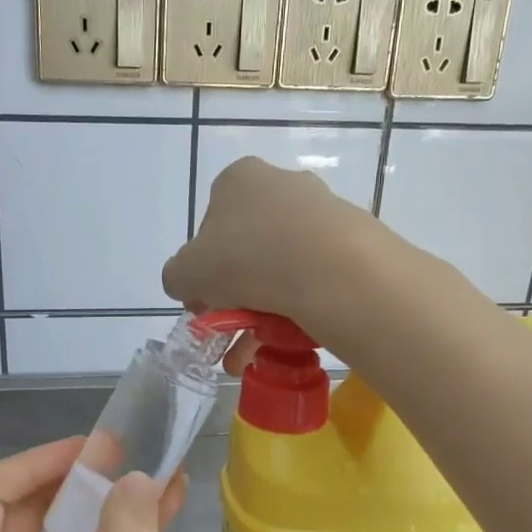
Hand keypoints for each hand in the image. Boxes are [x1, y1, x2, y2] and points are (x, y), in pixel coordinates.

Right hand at [161, 156, 379, 346]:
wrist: (333, 269)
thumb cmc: (247, 258)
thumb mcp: (186, 273)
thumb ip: (177, 277)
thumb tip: (188, 285)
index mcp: (240, 179)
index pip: (210, 226)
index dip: (203, 269)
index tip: (206, 303)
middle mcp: (283, 184)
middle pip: (249, 248)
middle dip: (237, 296)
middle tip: (231, 332)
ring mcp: (323, 209)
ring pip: (283, 266)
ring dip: (266, 310)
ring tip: (259, 352)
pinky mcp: (354, 237)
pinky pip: (317, 275)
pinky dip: (301, 305)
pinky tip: (293, 337)